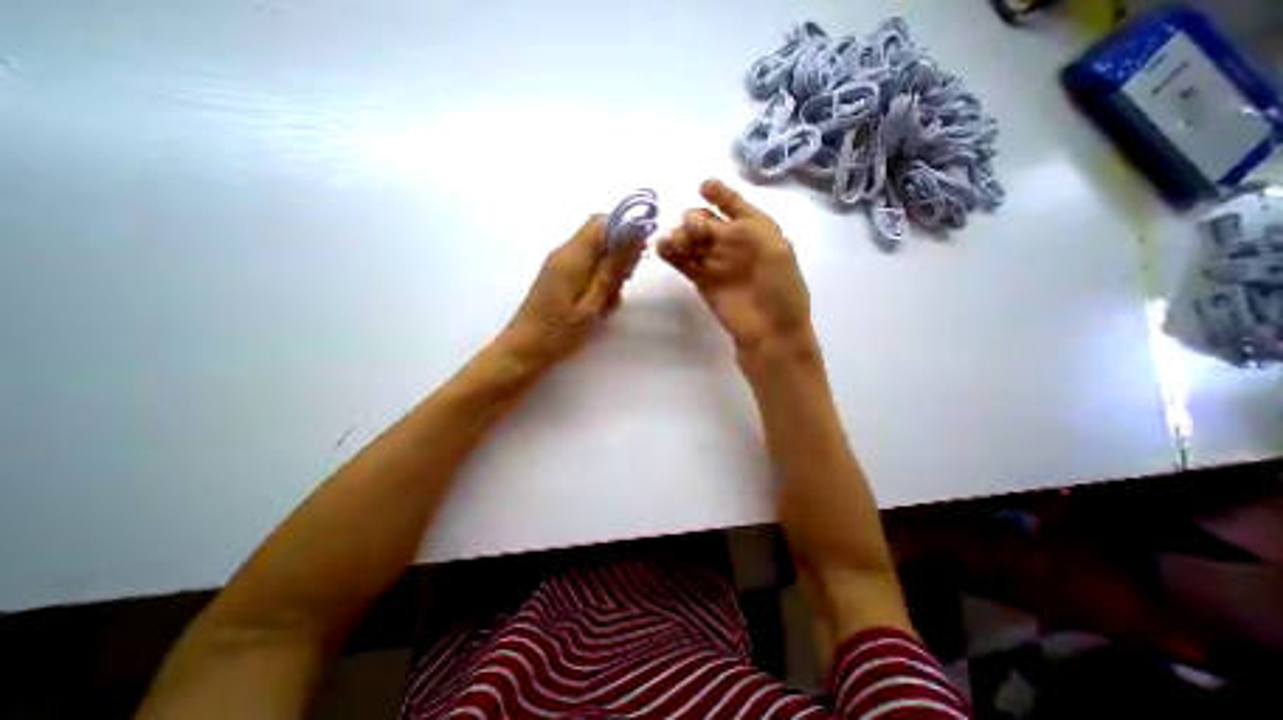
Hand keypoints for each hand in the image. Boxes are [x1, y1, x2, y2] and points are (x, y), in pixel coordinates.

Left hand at [497, 214, 645, 374]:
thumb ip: (611, 269)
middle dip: (619, 258)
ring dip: (609, 275)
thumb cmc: (559, 332)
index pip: (601, 222)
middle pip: (600, 238)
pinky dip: (598, 283)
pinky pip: (586, 269)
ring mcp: (559, 265)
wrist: (524, 351)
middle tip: (622, 286)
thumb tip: (633, 238)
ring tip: (608, 305)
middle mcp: (564, 253)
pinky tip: (598, 308)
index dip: (624, 231)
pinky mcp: (559, 277)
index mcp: (572, 256)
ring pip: (596, 256)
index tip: (639, 255)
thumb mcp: (592, 303)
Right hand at [661, 180, 809, 355]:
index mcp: (756, 229)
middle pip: (704, 220)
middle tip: (694, 233)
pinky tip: (663, 249)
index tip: (703, 187)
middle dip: (694, 219)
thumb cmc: (780, 288)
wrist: (770, 329)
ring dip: (679, 234)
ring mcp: (715, 262)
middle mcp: (733, 242)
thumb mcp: (774, 248)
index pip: (734, 204)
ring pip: (690, 239)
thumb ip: (741, 228)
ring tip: (676, 243)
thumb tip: (705, 224)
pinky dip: (670, 253)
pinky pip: (682, 262)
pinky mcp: (701, 281)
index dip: (719, 193)